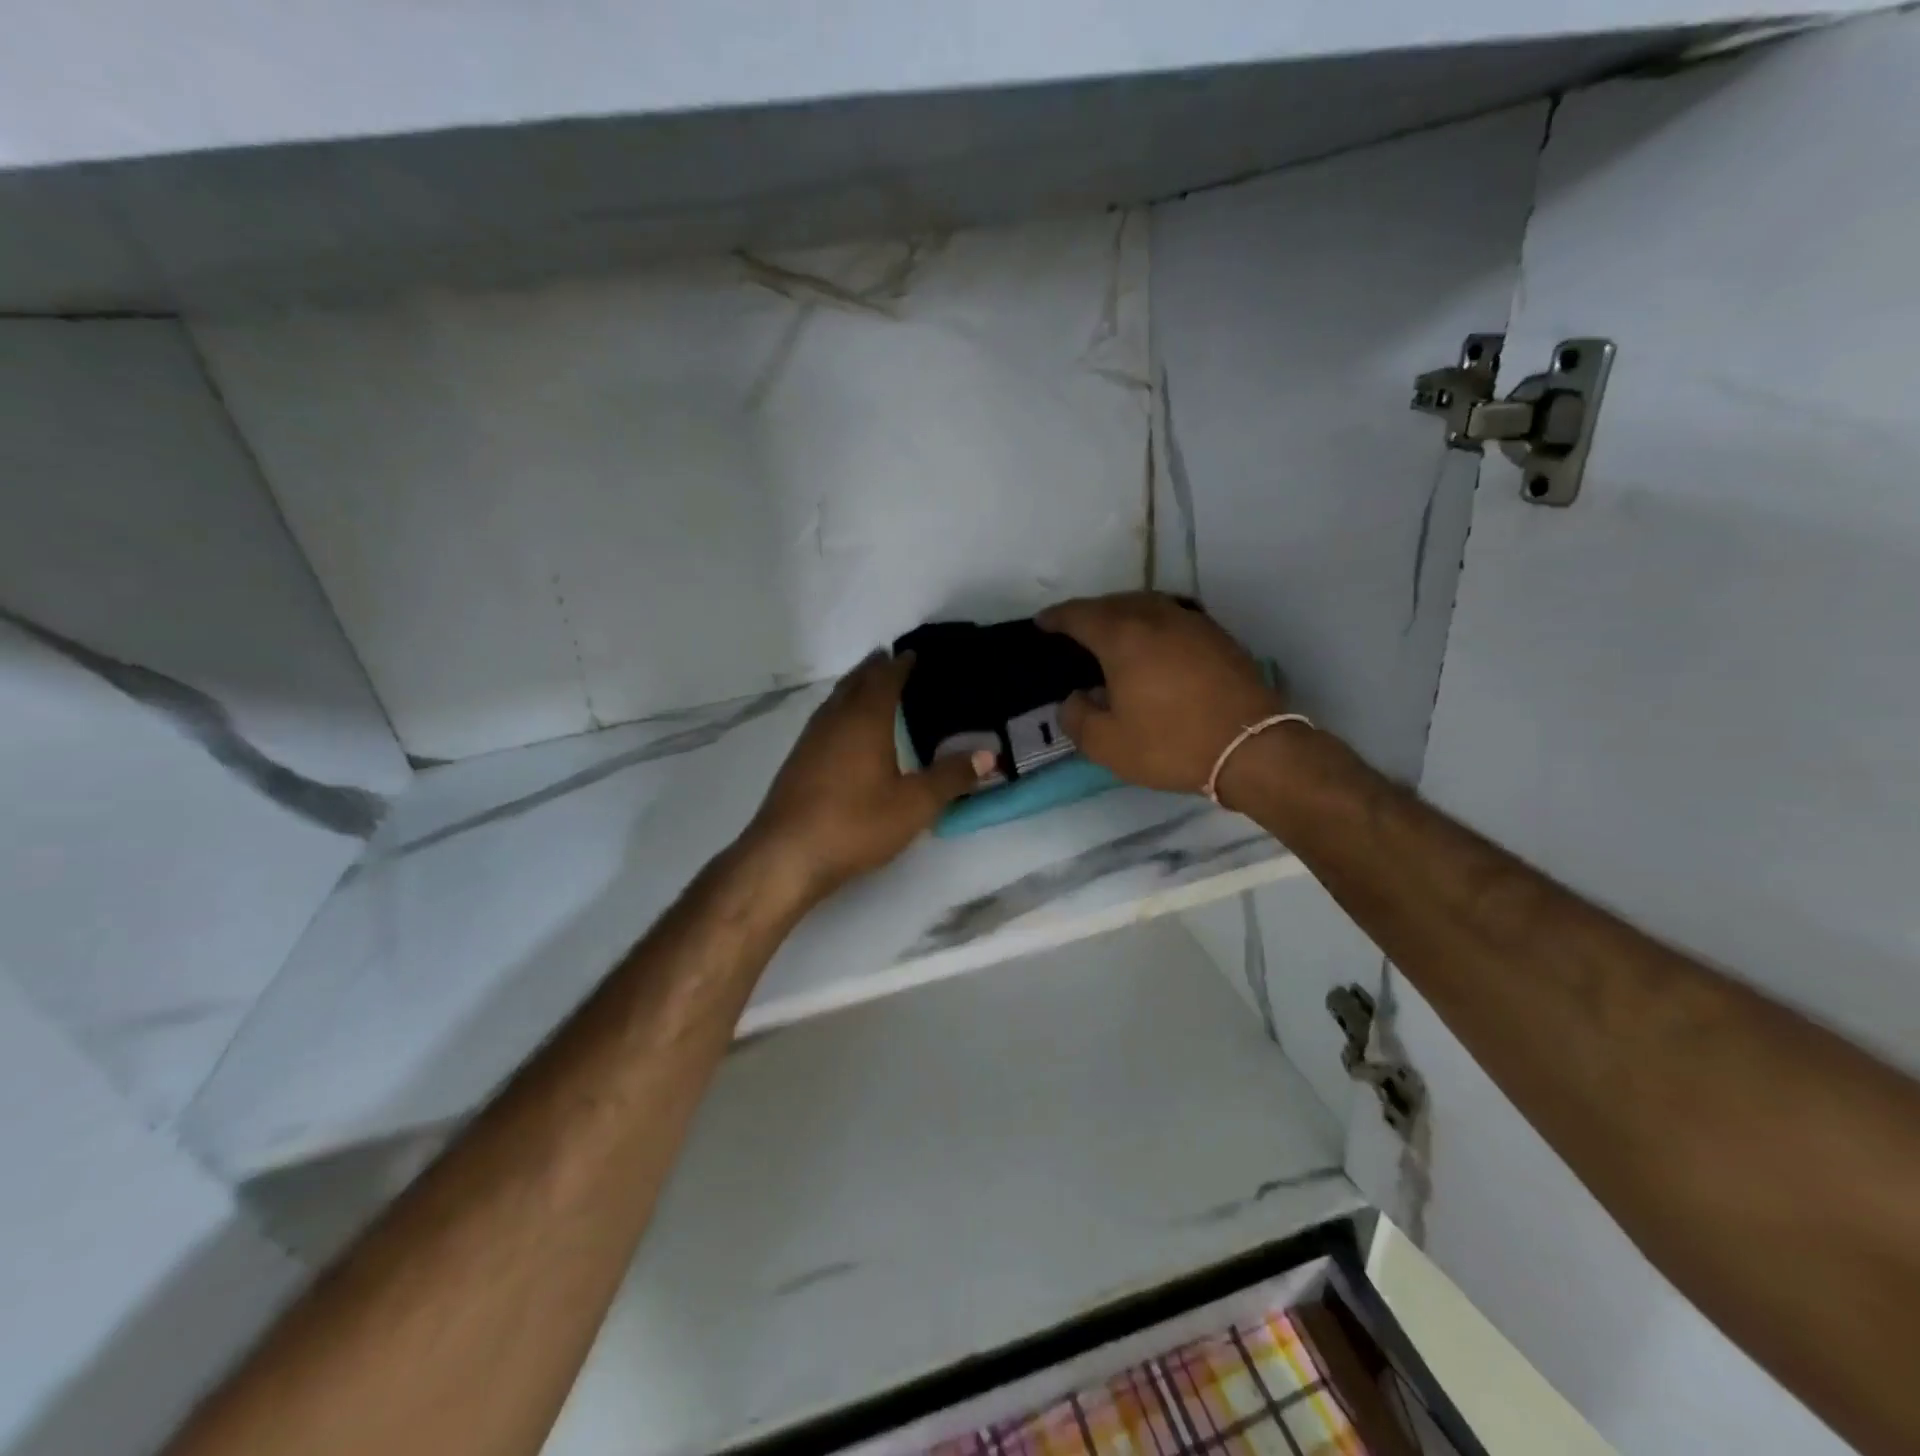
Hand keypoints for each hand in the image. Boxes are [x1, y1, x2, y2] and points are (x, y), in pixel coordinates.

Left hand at [745, 652, 991, 901]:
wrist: (786, 855)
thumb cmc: (856, 823)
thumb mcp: (914, 804)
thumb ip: (951, 777)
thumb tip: (989, 754)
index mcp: (865, 720)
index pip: (885, 679)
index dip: (900, 665)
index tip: (913, 653)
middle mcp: (835, 720)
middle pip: (855, 683)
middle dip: (874, 669)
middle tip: (891, 659)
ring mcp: (811, 740)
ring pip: (835, 700)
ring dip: (854, 688)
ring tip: (869, 686)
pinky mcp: (798, 761)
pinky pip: (824, 720)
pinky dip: (840, 711)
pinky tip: (844, 731)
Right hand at [1038, 592, 1287, 795]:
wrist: (1251, 747)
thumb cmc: (1171, 743)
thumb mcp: (1108, 744)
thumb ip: (1077, 717)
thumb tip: (1076, 698)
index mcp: (1122, 637)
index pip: (1079, 615)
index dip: (1056, 618)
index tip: (1042, 623)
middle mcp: (1156, 618)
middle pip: (1113, 603)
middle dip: (1088, 612)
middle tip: (1073, 629)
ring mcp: (1191, 623)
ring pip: (1146, 605)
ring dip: (1122, 614)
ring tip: (1111, 633)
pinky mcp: (1217, 636)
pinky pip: (1172, 617)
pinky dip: (1151, 624)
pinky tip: (1152, 645)